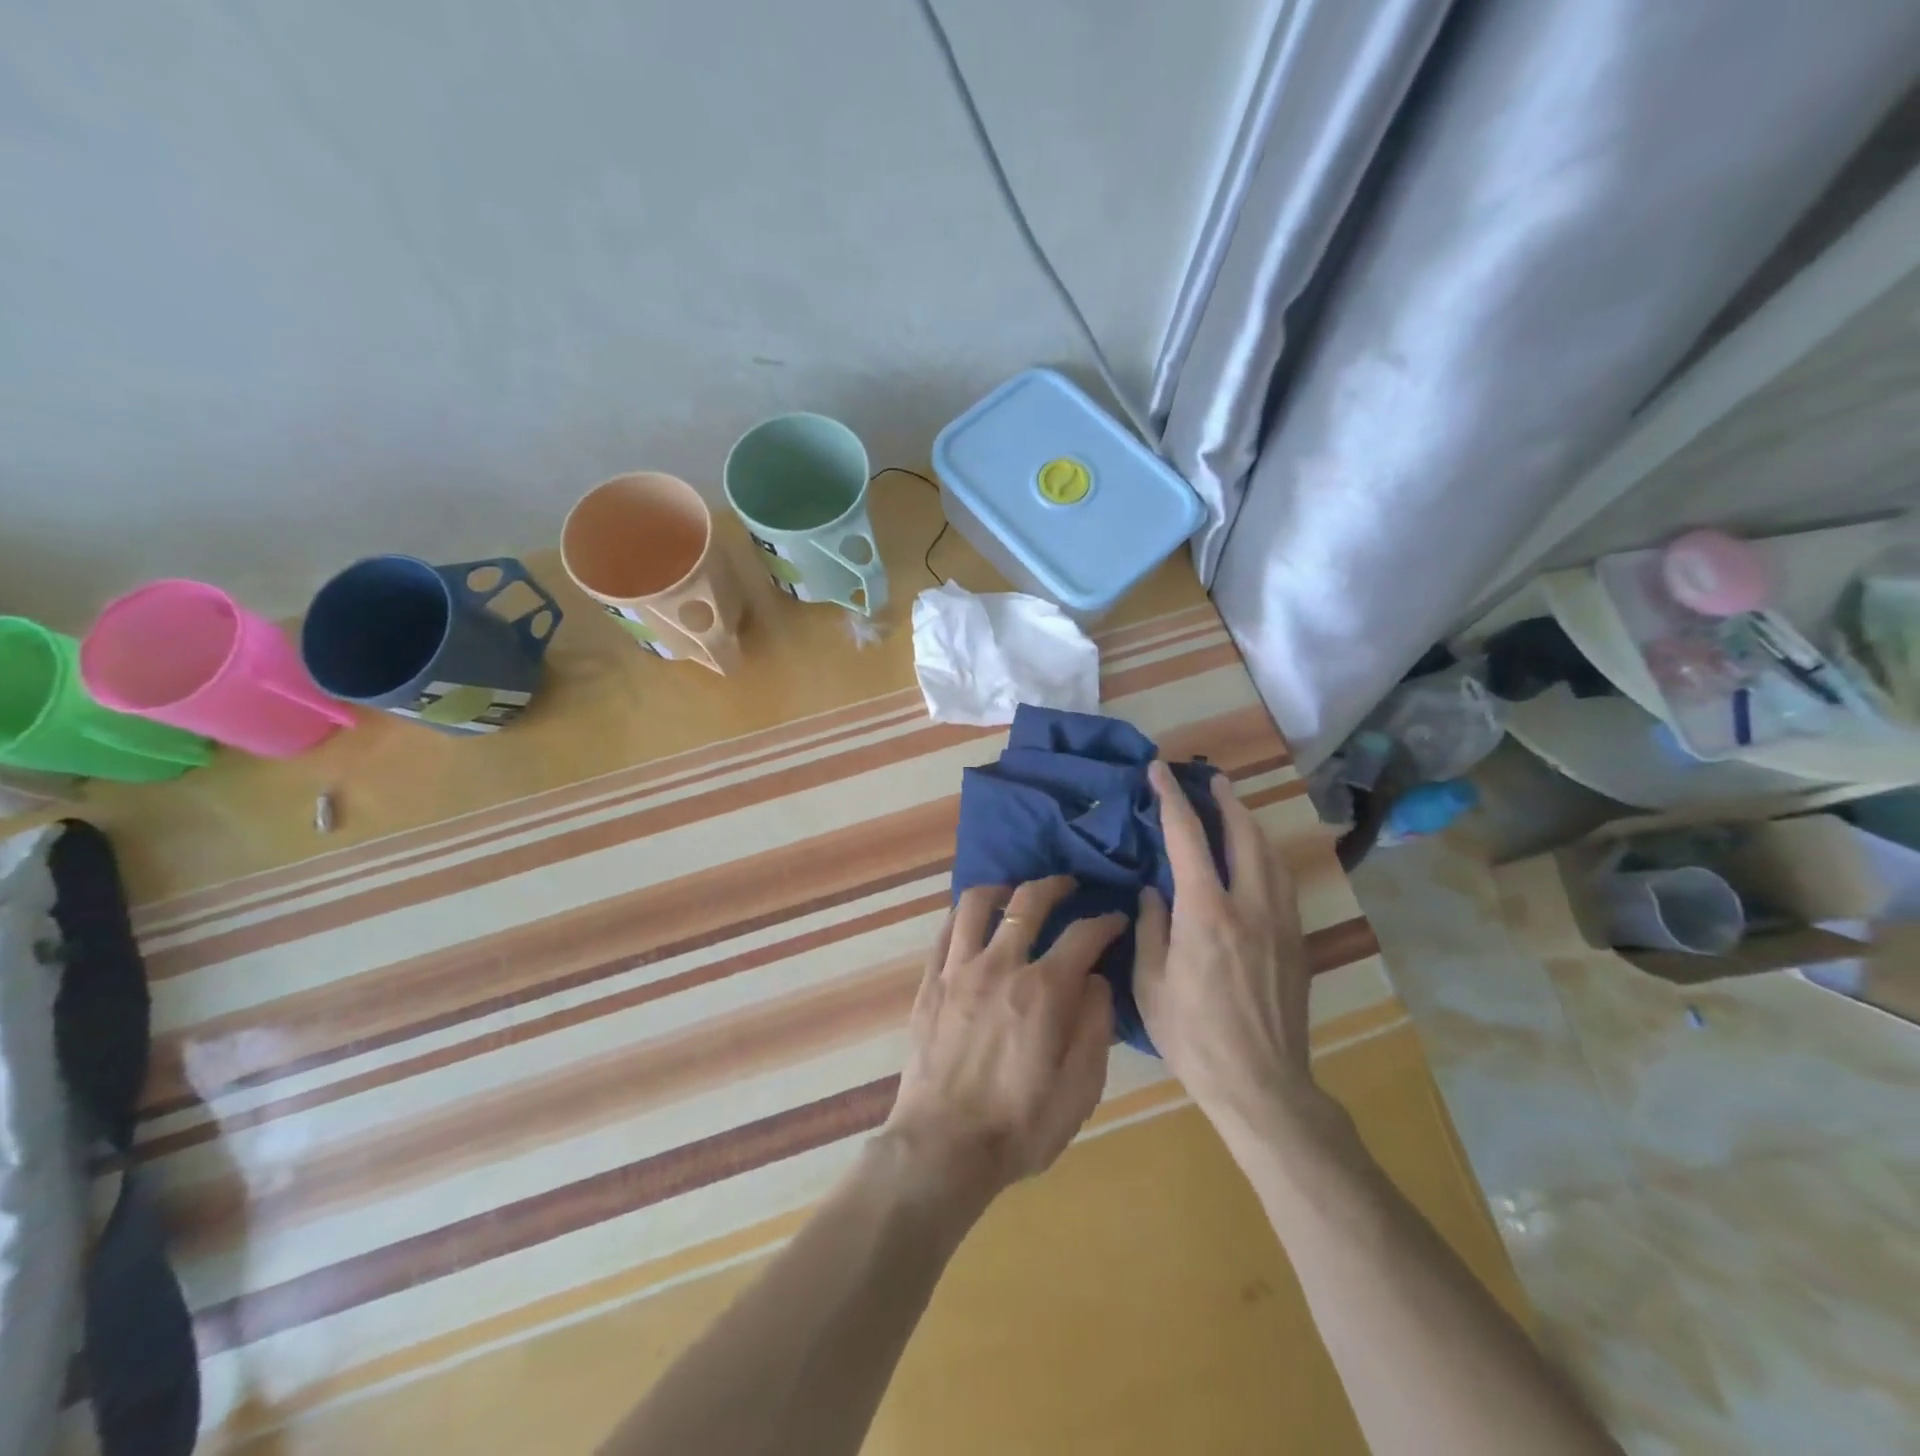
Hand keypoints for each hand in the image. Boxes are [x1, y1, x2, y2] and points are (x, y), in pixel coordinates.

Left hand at [883, 876, 1122, 1203]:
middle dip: (1055, 886)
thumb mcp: (1079, 1090)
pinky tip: (974, 921)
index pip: (1083, 935)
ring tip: (1015, 894)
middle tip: (1069, 886)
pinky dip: (964, 915)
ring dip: (1003, 889)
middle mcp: (1000, 966)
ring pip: (977, 903)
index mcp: (1044, 991)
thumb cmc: (1019, 1126)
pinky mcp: (931, 982)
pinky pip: (946, 930)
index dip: (1105, 921)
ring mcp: (959, 970)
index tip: (1116, 919)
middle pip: (1029, 902)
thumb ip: (1094, 1027)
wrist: (942, 1147)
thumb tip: (1097, 980)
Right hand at [1134, 761, 1326, 1136]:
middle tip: (1209, 780)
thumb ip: (1150, 927)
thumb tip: (1154, 892)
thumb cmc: (1193, 1037)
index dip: (1171, 799)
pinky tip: (1258, 859)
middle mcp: (1249, 905)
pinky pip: (1283, 881)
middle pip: (1242, 834)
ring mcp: (1280, 922)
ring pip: (1270, 854)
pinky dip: (1267, 855)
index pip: (1187, 838)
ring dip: (1250, 824)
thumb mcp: (1151, 983)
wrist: (1262, 1085)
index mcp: (1206, 912)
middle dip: (1224, 801)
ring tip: (1234, 809)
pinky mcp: (1296, 941)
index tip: (1159, 771)